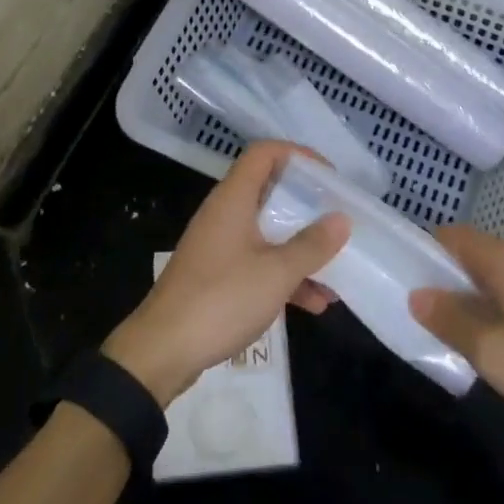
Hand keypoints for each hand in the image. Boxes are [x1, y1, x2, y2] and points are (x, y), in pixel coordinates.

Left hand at [104, 141, 350, 406]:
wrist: (162, 351)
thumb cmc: (221, 299)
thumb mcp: (276, 273)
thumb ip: (311, 245)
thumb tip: (341, 219)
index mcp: (234, 198)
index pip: (265, 153)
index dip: (298, 154)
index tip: (329, 176)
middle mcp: (225, 214)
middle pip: (269, 191)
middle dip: (307, 206)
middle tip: (337, 219)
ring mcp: (219, 245)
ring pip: (267, 232)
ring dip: (300, 249)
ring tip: (336, 272)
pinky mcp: (217, 275)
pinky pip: (258, 262)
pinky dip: (284, 276)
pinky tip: (314, 303)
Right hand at [410, 226, 503, 440]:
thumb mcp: (493, 353)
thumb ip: (451, 322)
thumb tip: (417, 294)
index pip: (453, 236)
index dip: (425, 249)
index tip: (403, 274)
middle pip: (475, 255)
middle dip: (447, 278)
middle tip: (424, 312)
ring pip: (498, 278)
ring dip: (474, 298)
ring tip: (457, 333)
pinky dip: (499, 309)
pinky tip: (500, 345)